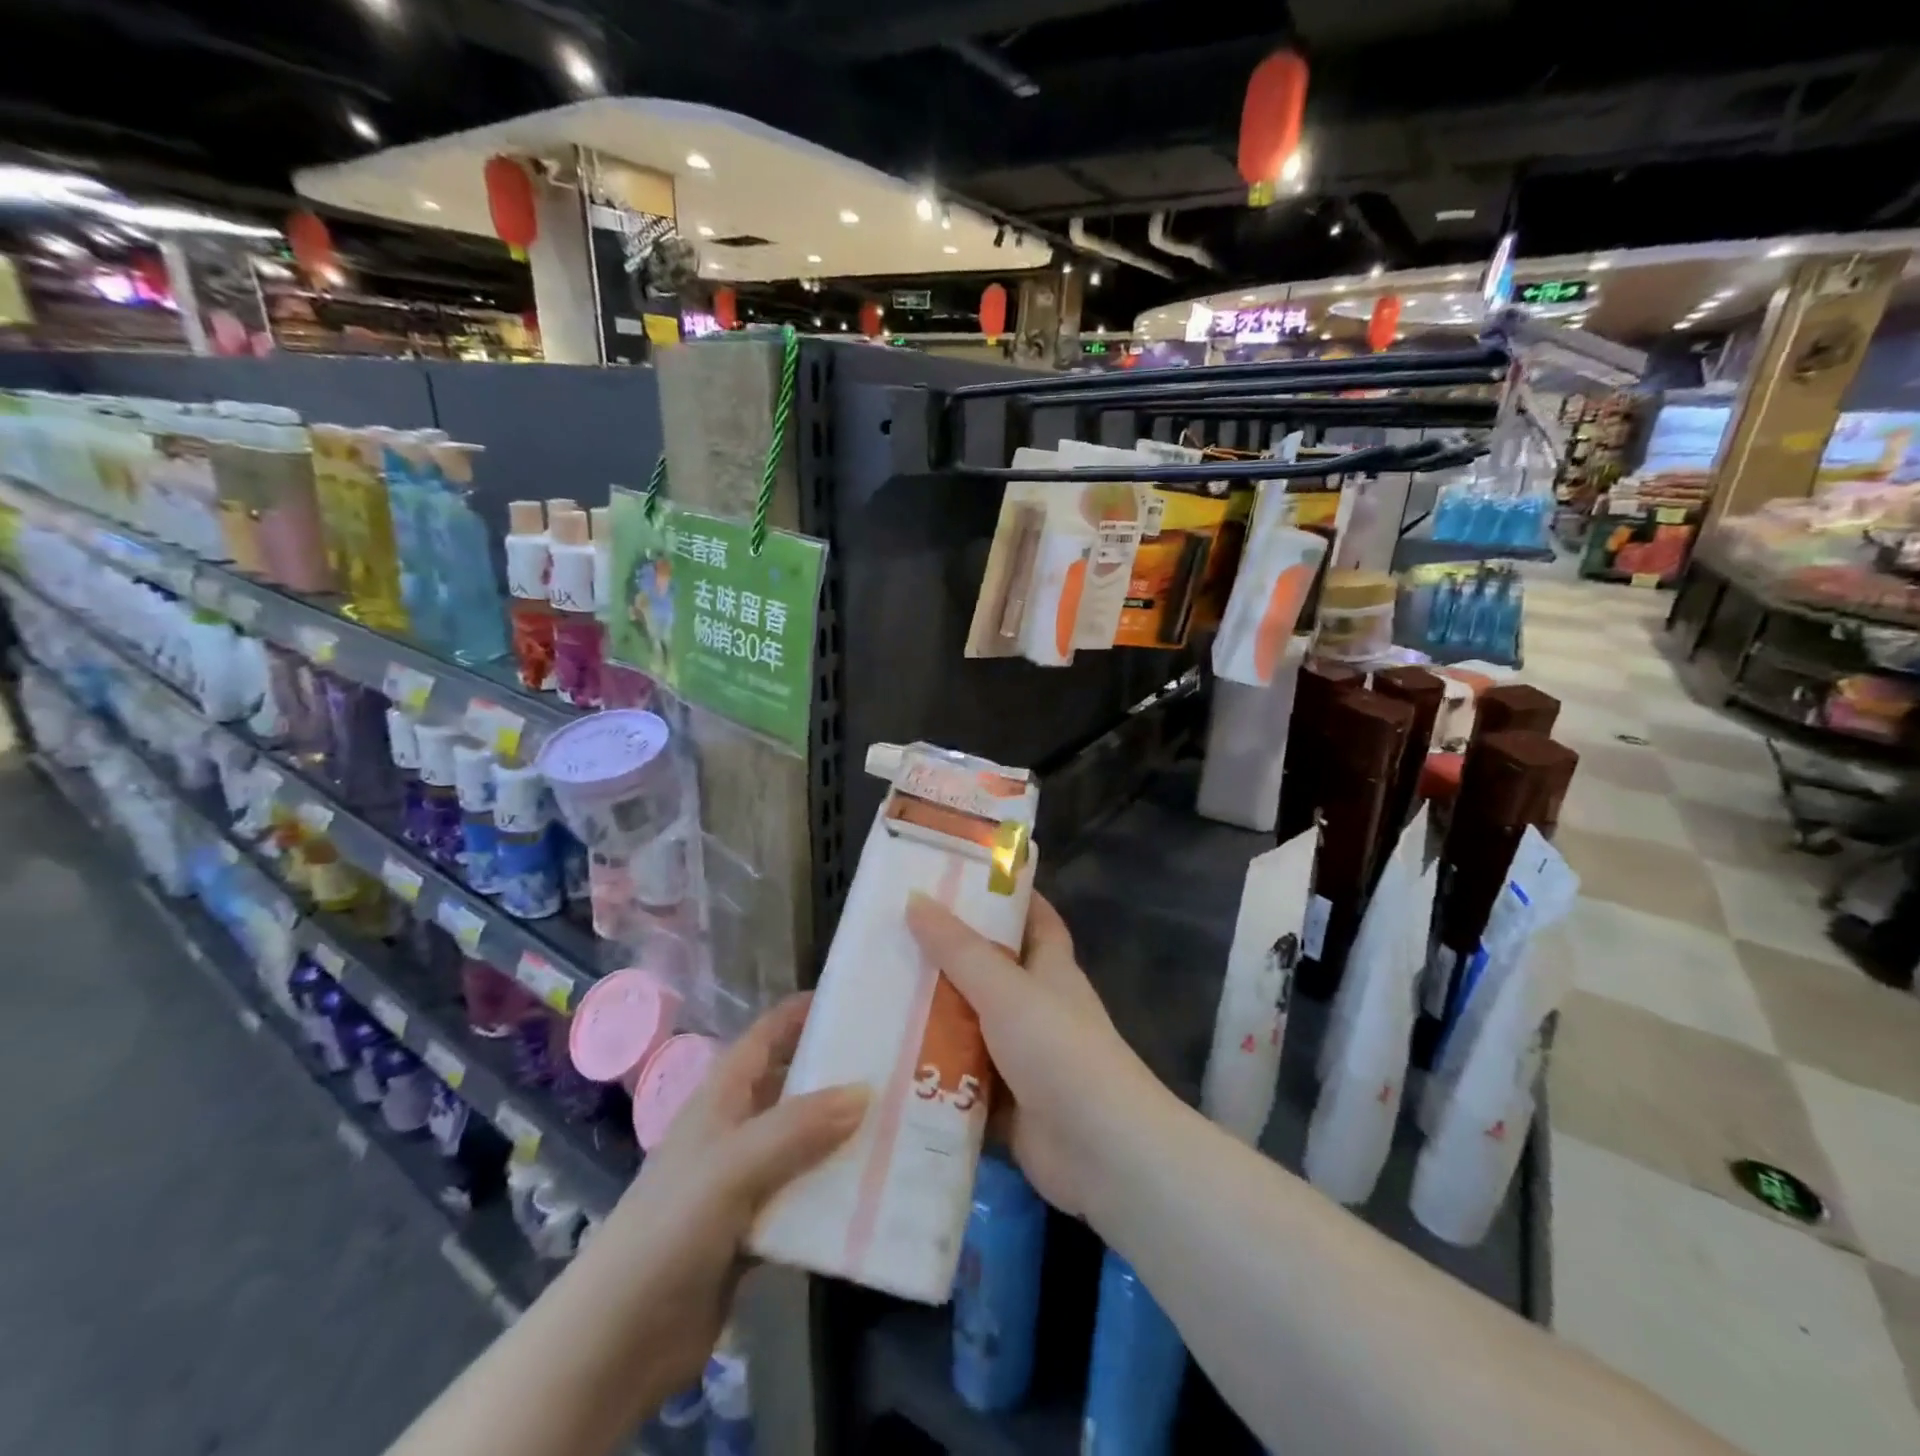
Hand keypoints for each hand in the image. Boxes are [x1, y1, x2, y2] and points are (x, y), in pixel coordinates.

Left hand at [585, 995, 866, 1396]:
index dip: (804, 1012)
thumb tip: (865, 1091)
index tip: (858, 1000)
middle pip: (794, 1086)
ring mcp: (746, 1181)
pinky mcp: (756, 1229)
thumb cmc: (670, 1229)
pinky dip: (836, 1191)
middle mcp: (737, 1129)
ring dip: (845, 1136)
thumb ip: (798, 1128)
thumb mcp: (733, 1166)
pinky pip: (806, 1197)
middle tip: (898, 1066)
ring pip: (806, 1143)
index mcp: (722, 1097)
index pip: (767, 1035)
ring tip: (902, 1124)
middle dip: (839, 1074)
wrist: (619, 1340)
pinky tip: (877, 1191)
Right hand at [906, 891, 1160, 1220]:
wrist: (1101, 1152)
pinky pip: (960, 1081)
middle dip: (946, 957)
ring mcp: (1020, 1057)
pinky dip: (931, 1075)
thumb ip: (959, 950)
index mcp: (1050, 969)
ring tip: (871, 997)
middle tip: (890, 938)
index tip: (959, 878)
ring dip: (931, 1018)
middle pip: (989, 972)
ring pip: (969, 1027)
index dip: (1005, 895)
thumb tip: (915, 899)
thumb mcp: (1006, 989)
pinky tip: (884, 1063)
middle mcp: (1036, 1007)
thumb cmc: (1059, 1051)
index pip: (1033, 918)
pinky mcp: (1004, 1104)